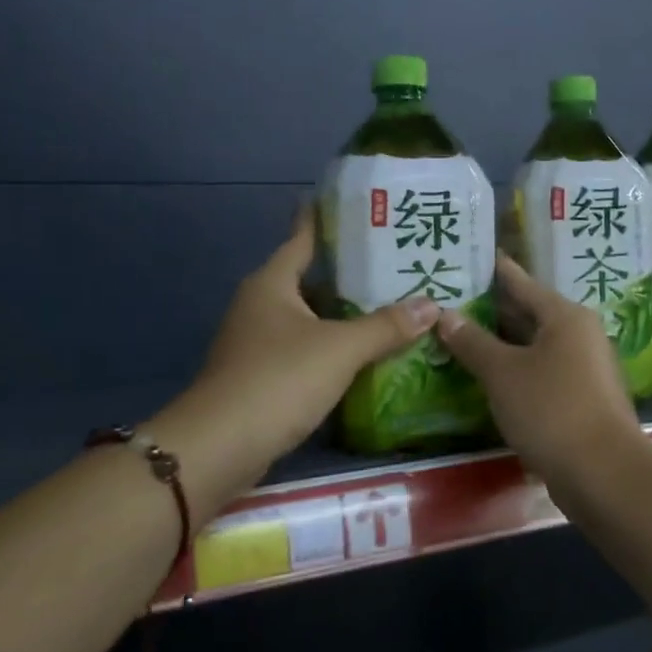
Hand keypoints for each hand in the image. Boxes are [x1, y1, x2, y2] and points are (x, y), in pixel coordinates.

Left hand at [164, 207, 439, 485]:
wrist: (219, 448)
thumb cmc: (278, 380)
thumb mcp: (339, 348)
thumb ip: (386, 326)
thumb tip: (432, 305)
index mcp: (272, 284)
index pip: (302, 238)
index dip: (324, 218)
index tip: (352, 202)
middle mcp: (262, 306)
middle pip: (311, 279)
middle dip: (350, 272)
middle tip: (396, 261)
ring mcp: (259, 343)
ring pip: (311, 317)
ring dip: (345, 314)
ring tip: (393, 305)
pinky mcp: (263, 377)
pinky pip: (308, 349)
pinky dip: (335, 347)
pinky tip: (367, 353)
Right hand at [435, 255, 647, 486]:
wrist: (603, 473)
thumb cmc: (551, 409)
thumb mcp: (502, 373)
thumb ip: (472, 342)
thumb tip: (445, 314)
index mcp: (565, 316)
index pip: (520, 282)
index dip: (492, 270)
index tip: (467, 257)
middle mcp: (579, 334)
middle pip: (528, 313)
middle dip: (490, 310)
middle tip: (449, 301)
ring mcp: (584, 368)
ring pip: (534, 345)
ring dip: (500, 344)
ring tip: (459, 337)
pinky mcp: (581, 398)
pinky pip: (541, 372)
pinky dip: (515, 370)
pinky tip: (487, 378)